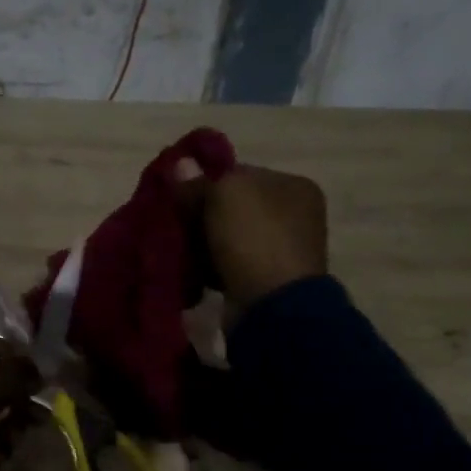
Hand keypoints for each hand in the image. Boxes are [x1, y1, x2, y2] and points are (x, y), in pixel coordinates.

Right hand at [181, 163, 329, 311]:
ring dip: (203, 243)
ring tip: (180, 248)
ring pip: (228, 238)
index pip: (240, 174)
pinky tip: (193, 270)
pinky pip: (228, 265)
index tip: (180, 196)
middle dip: (202, 215)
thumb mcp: (223, 195)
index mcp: (294, 186)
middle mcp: (294, 216)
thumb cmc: (254, 238)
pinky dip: (210, 267)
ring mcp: (282, 252)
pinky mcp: (265, 282)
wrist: (271, 306)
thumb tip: (180, 164)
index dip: (207, 182)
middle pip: (233, 207)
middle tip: (176, 223)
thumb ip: (200, 179)